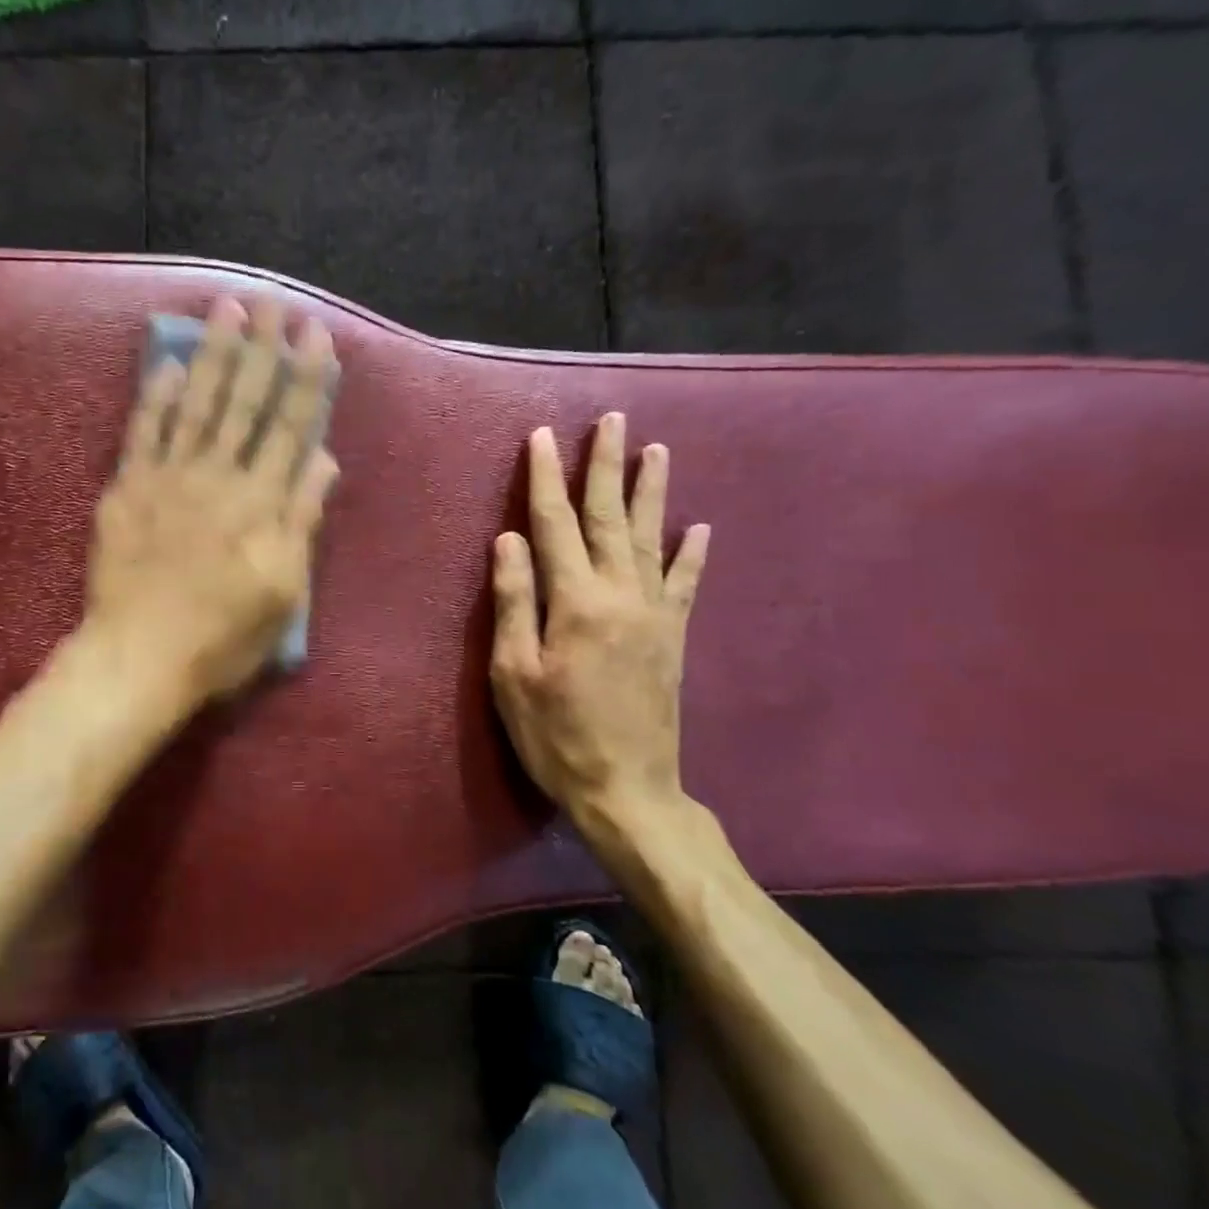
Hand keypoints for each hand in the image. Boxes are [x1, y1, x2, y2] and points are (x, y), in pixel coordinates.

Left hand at [85, 295, 338, 706]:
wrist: (141, 656)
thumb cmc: (223, 636)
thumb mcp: (284, 591)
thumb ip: (302, 520)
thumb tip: (323, 460)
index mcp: (262, 503)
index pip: (290, 427)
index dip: (305, 379)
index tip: (313, 334)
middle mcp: (219, 477)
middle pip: (245, 403)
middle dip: (261, 350)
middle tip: (271, 302)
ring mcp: (169, 478)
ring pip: (197, 405)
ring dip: (214, 355)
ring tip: (227, 310)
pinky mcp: (128, 489)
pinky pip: (143, 433)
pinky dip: (157, 398)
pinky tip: (169, 365)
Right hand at [490, 415, 727, 874]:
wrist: (627, 788)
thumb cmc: (555, 734)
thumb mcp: (514, 674)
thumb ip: (514, 602)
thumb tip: (509, 540)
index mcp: (575, 602)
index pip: (554, 525)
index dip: (545, 479)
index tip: (542, 437)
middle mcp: (621, 594)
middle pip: (609, 517)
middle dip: (605, 466)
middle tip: (612, 419)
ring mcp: (654, 613)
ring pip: (651, 537)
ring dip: (651, 491)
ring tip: (655, 450)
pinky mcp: (673, 636)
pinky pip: (685, 583)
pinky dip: (692, 552)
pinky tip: (700, 526)